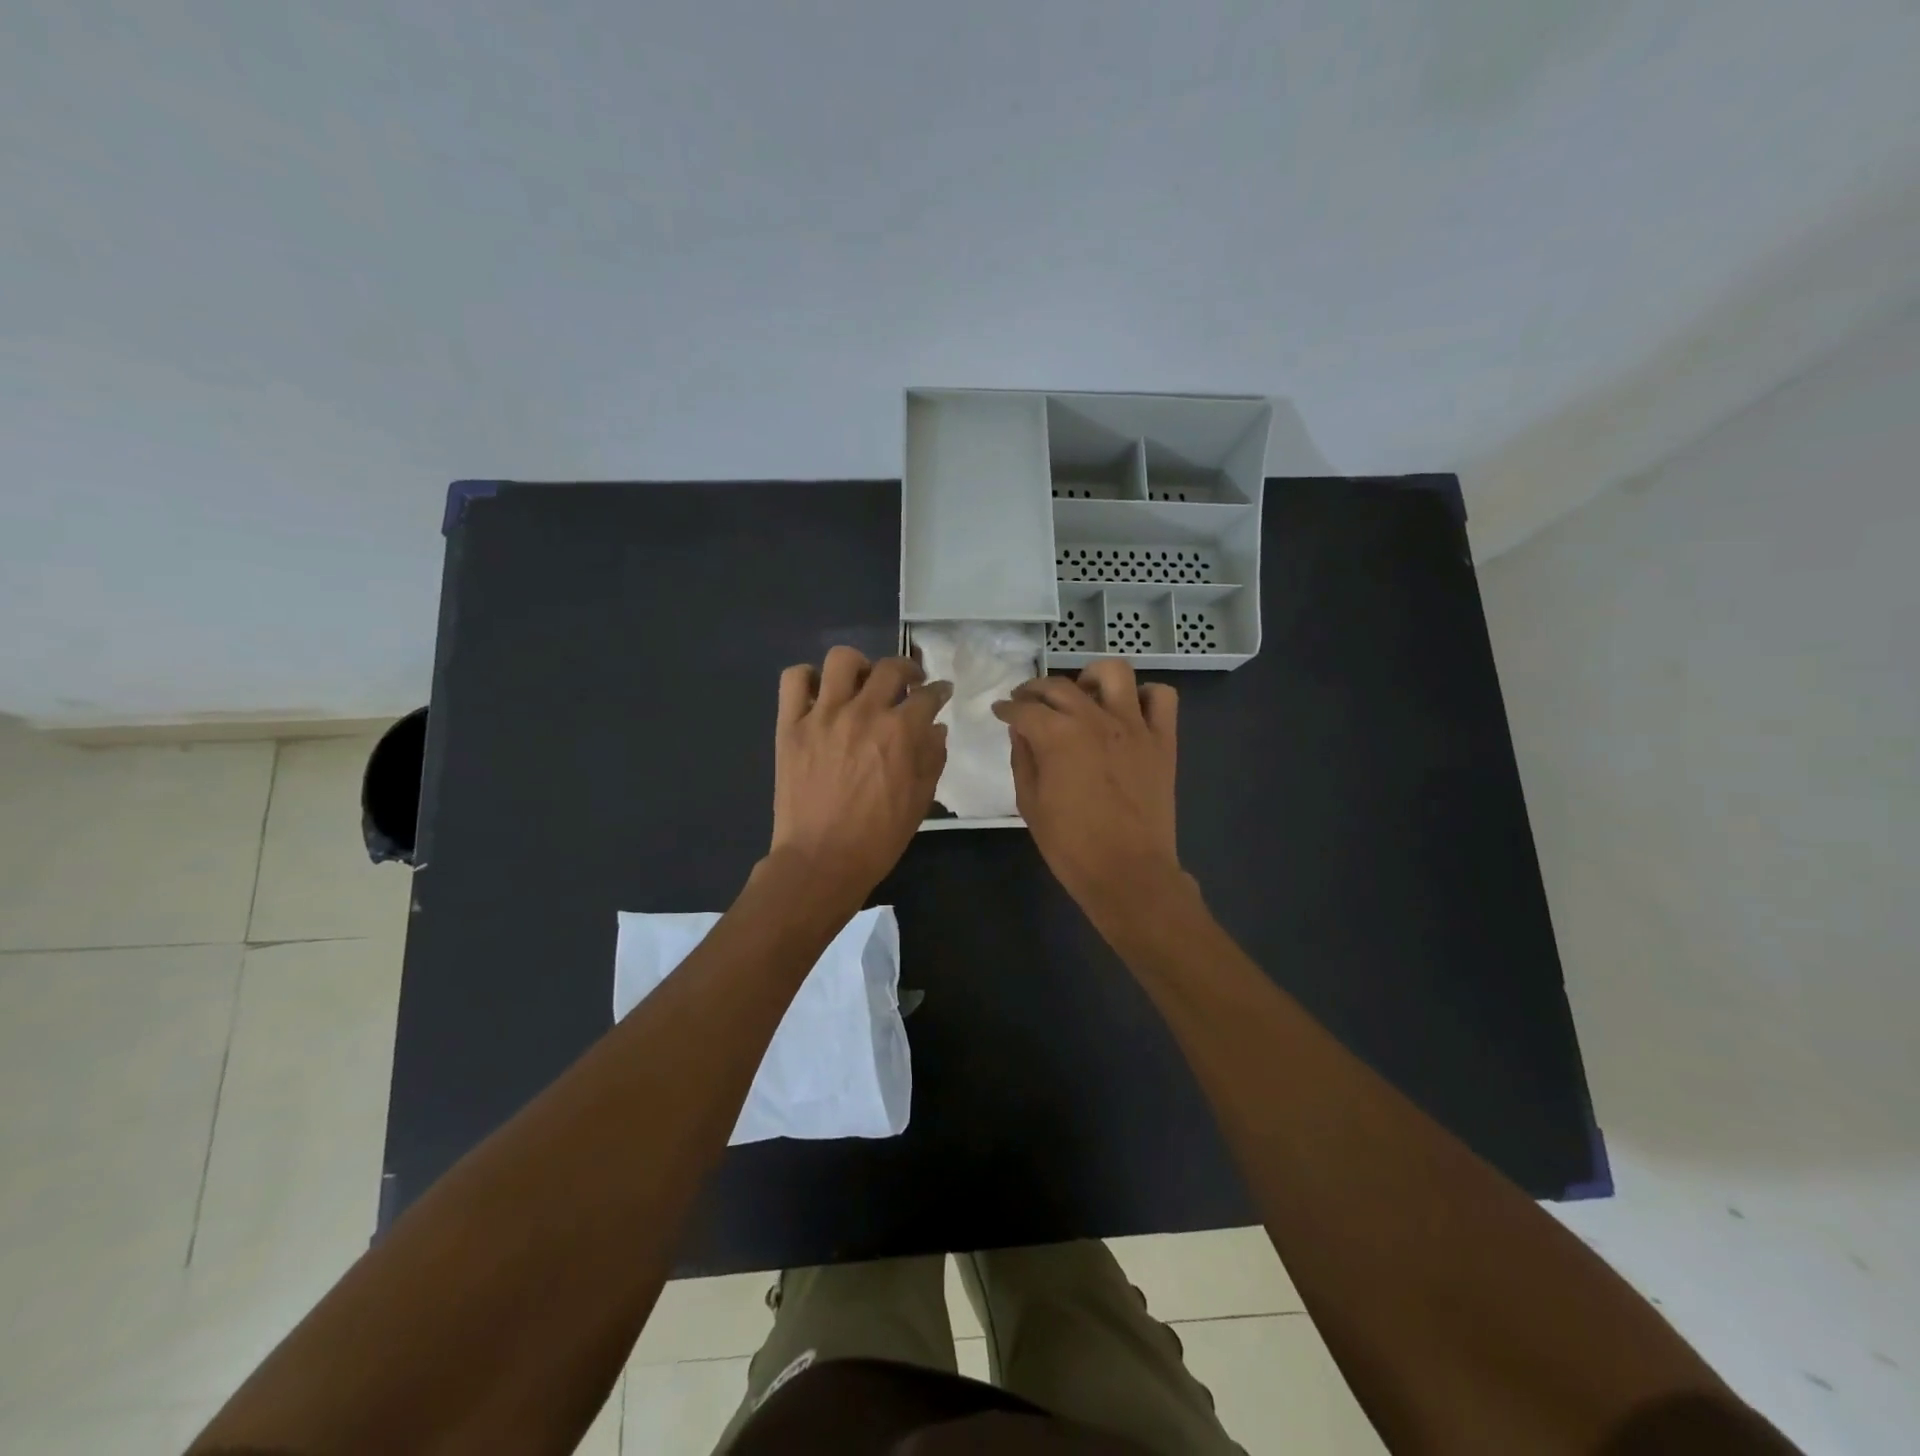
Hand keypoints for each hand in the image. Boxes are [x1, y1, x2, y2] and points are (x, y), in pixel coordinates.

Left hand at [770, 647, 951, 900]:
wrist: (822, 860)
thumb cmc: (878, 837)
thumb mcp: (920, 800)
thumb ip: (932, 757)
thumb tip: (936, 728)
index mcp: (900, 731)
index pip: (928, 695)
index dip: (940, 691)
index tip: (941, 693)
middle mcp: (863, 712)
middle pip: (890, 668)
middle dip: (908, 670)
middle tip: (909, 683)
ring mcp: (823, 715)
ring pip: (842, 660)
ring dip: (859, 666)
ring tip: (861, 683)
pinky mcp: (791, 725)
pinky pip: (795, 680)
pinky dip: (809, 679)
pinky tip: (821, 695)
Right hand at [992, 660, 1183, 922]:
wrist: (1128, 872)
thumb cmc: (1071, 845)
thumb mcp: (1030, 804)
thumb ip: (1023, 759)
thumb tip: (1021, 731)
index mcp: (1057, 736)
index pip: (1024, 709)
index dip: (1007, 709)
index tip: (1000, 712)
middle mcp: (1095, 719)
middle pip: (1060, 686)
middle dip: (1035, 690)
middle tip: (1027, 703)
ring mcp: (1134, 726)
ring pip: (1114, 672)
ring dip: (1091, 677)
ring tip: (1082, 694)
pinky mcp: (1163, 739)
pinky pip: (1161, 697)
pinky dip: (1144, 696)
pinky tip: (1128, 712)